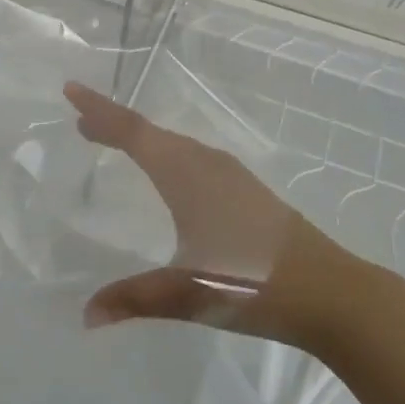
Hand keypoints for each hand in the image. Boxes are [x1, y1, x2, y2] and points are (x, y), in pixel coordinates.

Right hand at [64, 82, 362, 347]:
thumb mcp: (189, 293)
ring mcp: (230, 175)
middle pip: (151, 133)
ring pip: (174, 144)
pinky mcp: (246, 191)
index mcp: (186, 175)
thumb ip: (135, 299)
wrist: (334, 293)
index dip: (100, 110)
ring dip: (140, 138)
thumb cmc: (254, 285)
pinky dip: (165, 153)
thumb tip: (85, 314)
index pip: (133, 132)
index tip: (70, 89)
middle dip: (114, 124)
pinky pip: (191, 157)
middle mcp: (206, 164)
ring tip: (111, 140)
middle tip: (81, 123)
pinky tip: (167, 172)